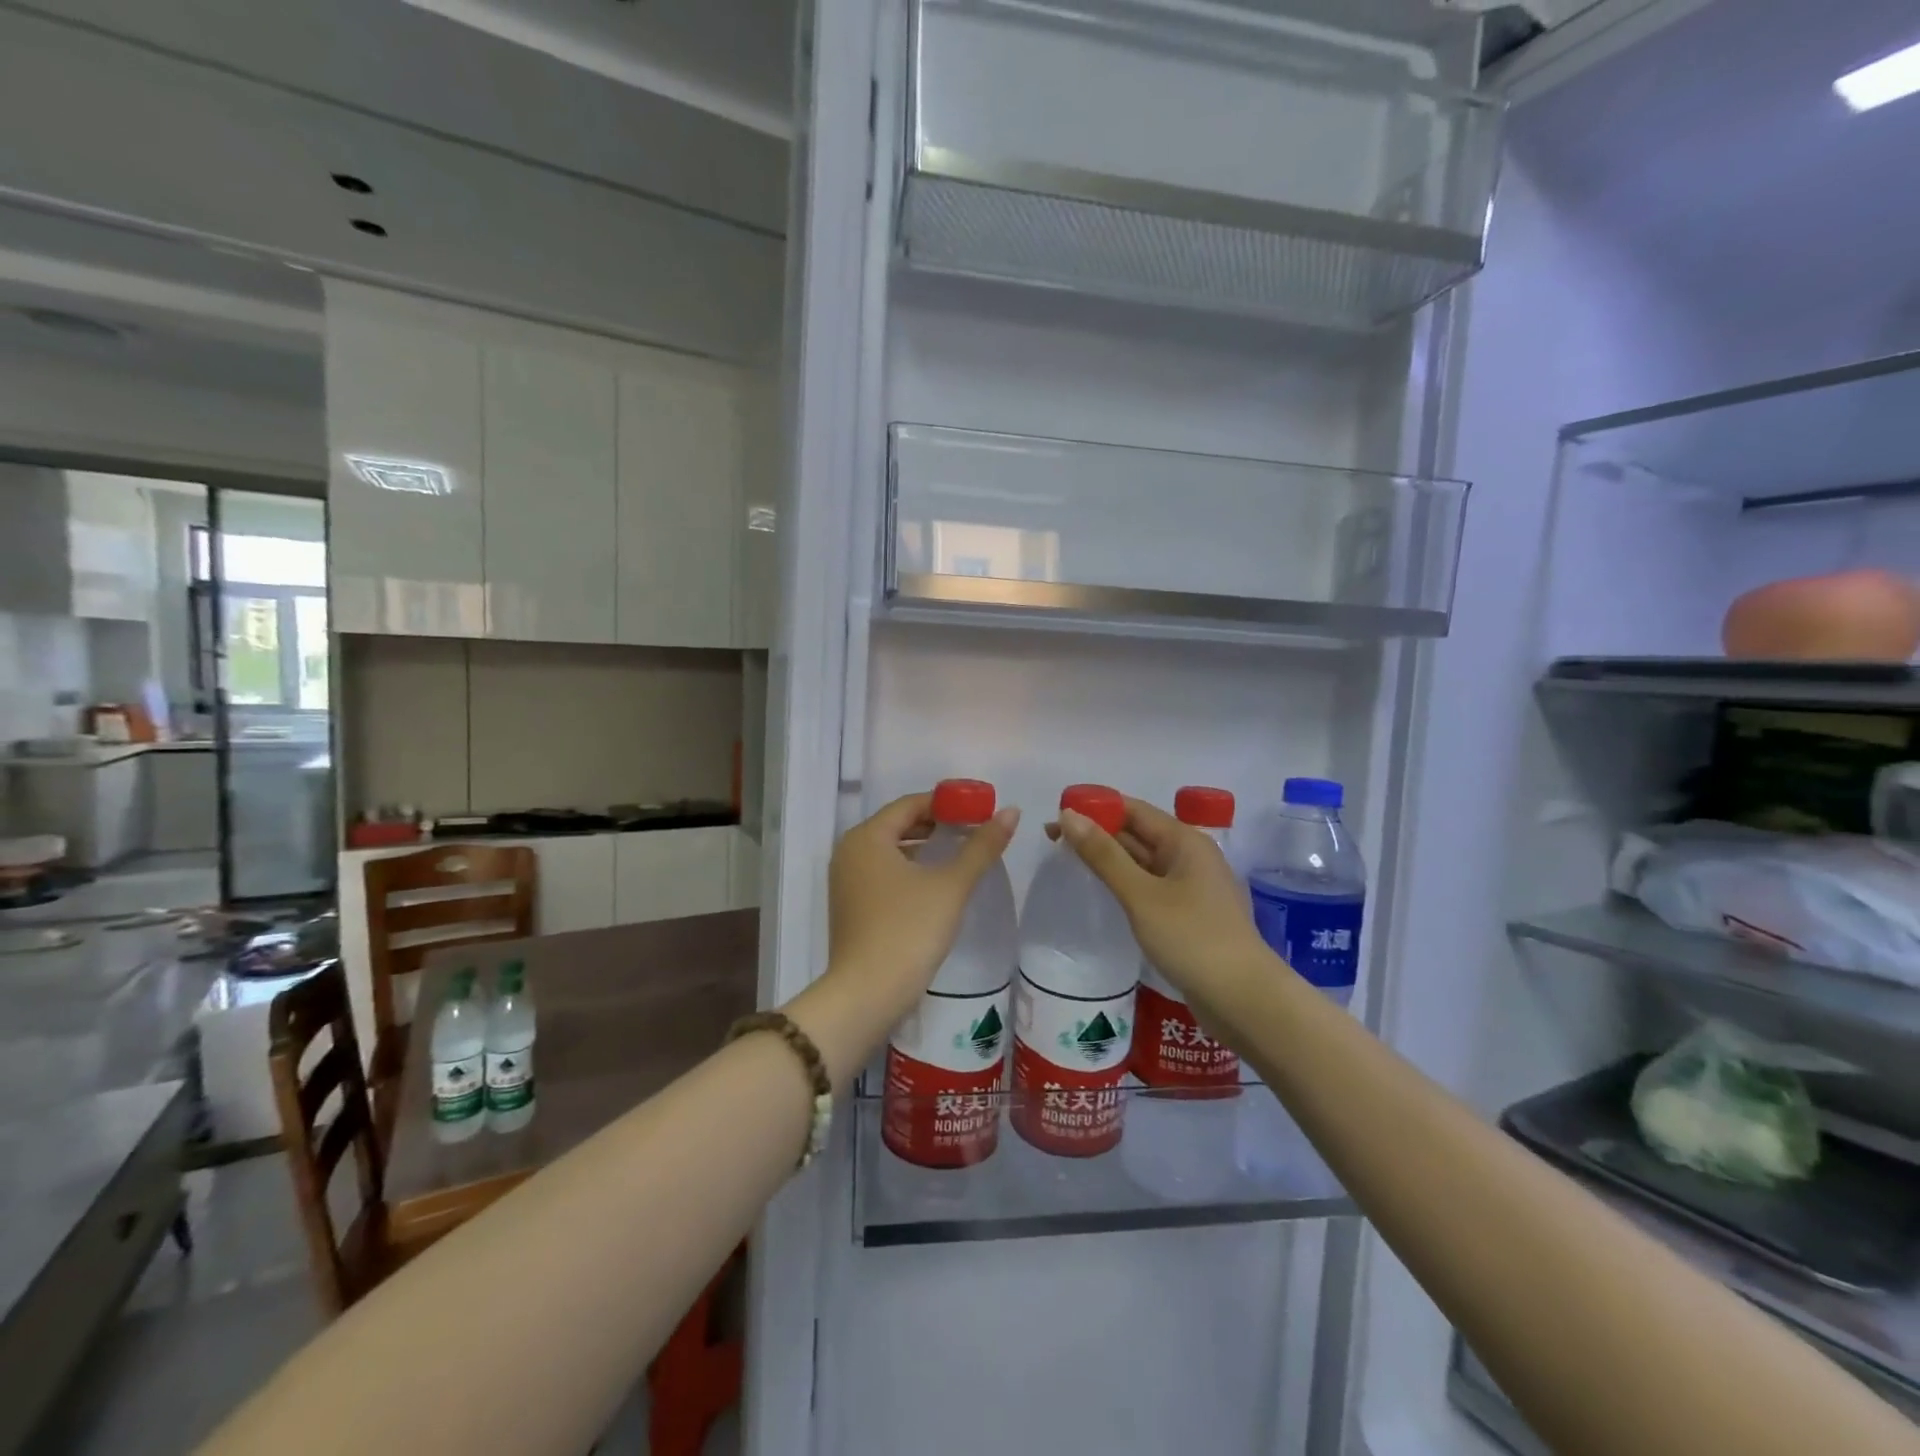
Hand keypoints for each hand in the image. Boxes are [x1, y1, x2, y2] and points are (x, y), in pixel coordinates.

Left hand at [795, 794, 1018, 1081]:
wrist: (867, 994)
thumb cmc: (909, 930)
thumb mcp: (951, 885)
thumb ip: (982, 846)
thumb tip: (1012, 811)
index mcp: (867, 837)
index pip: (910, 804)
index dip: (947, 803)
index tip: (980, 808)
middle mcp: (849, 852)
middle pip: (898, 825)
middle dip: (937, 824)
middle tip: (975, 829)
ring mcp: (846, 881)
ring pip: (891, 850)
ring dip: (924, 847)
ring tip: (962, 853)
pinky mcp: (850, 906)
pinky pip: (883, 873)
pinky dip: (909, 869)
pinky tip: (936, 883)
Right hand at [1053, 796, 1266, 1003]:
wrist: (1244, 1000)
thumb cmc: (1192, 938)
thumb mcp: (1141, 894)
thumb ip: (1103, 855)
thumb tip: (1068, 815)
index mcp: (1184, 841)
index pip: (1132, 809)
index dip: (1094, 807)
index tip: (1056, 815)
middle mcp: (1189, 857)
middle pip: (1137, 833)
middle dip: (1096, 833)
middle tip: (1051, 841)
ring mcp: (1190, 888)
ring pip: (1142, 862)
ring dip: (1108, 859)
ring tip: (1066, 863)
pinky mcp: (1187, 915)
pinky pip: (1149, 888)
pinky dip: (1123, 884)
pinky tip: (1100, 894)